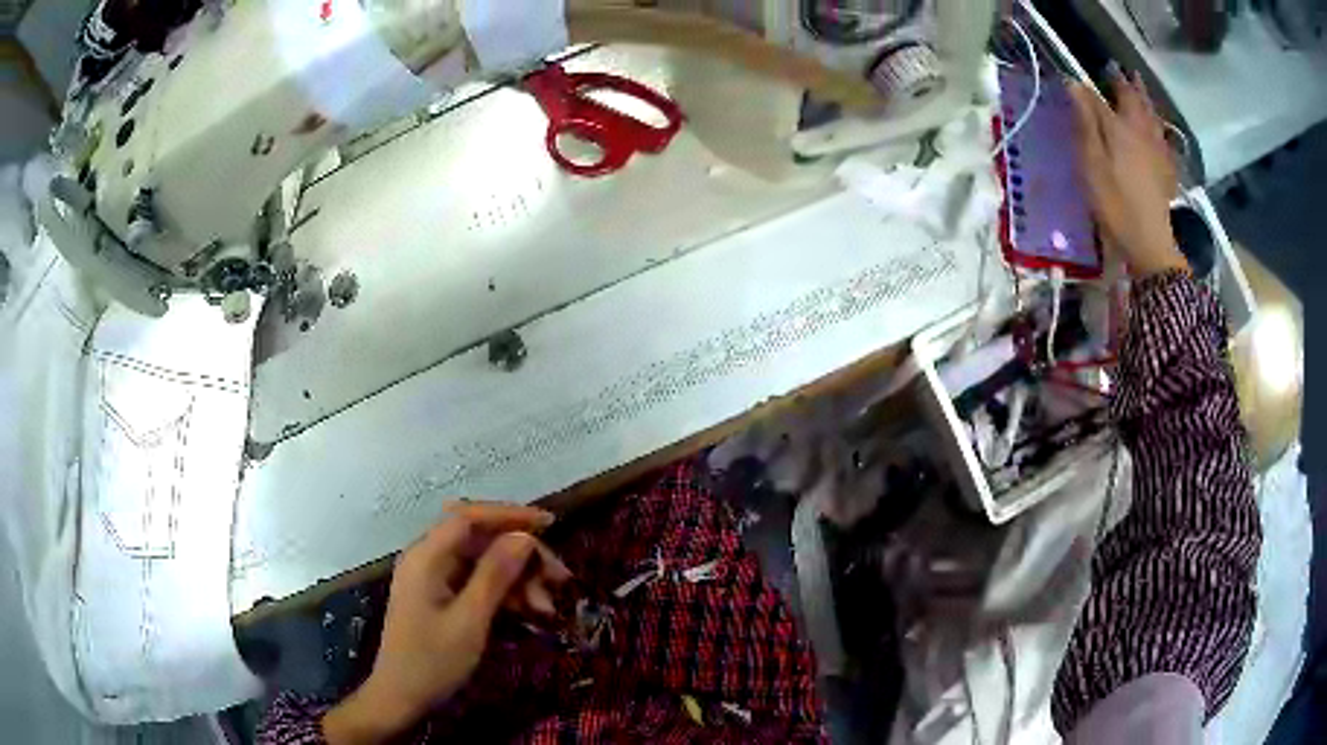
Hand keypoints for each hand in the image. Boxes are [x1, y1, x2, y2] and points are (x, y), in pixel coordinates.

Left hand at [323, 503, 570, 743]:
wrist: (401, 697)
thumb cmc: (433, 660)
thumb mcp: (470, 620)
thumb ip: (495, 575)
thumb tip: (524, 537)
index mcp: (426, 557)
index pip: (469, 517)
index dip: (510, 515)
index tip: (550, 525)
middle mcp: (428, 559)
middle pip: (479, 539)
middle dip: (521, 555)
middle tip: (559, 579)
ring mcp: (432, 579)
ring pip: (482, 562)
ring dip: (517, 578)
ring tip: (546, 608)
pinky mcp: (439, 597)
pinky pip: (476, 583)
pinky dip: (503, 593)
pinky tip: (527, 613)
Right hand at [1070, 72, 1187, 277]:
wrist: (1150, 242)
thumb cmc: (1115, 203)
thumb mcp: (1092, 162)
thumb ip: (1085, 121)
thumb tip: (1074, 83)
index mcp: (1121, 126)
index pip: (1100, 97)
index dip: (1087, 86)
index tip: (1077, 76)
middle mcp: (1141, 131)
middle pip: (1134, 100)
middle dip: (1126, 83)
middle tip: (1121, 72)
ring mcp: (1157, 151)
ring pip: (1152, 116)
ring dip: (1145, 99)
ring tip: (1140, 87)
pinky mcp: (1166, 171)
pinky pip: (1164, 140)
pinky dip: (1159, 127)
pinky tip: (1159, 129)